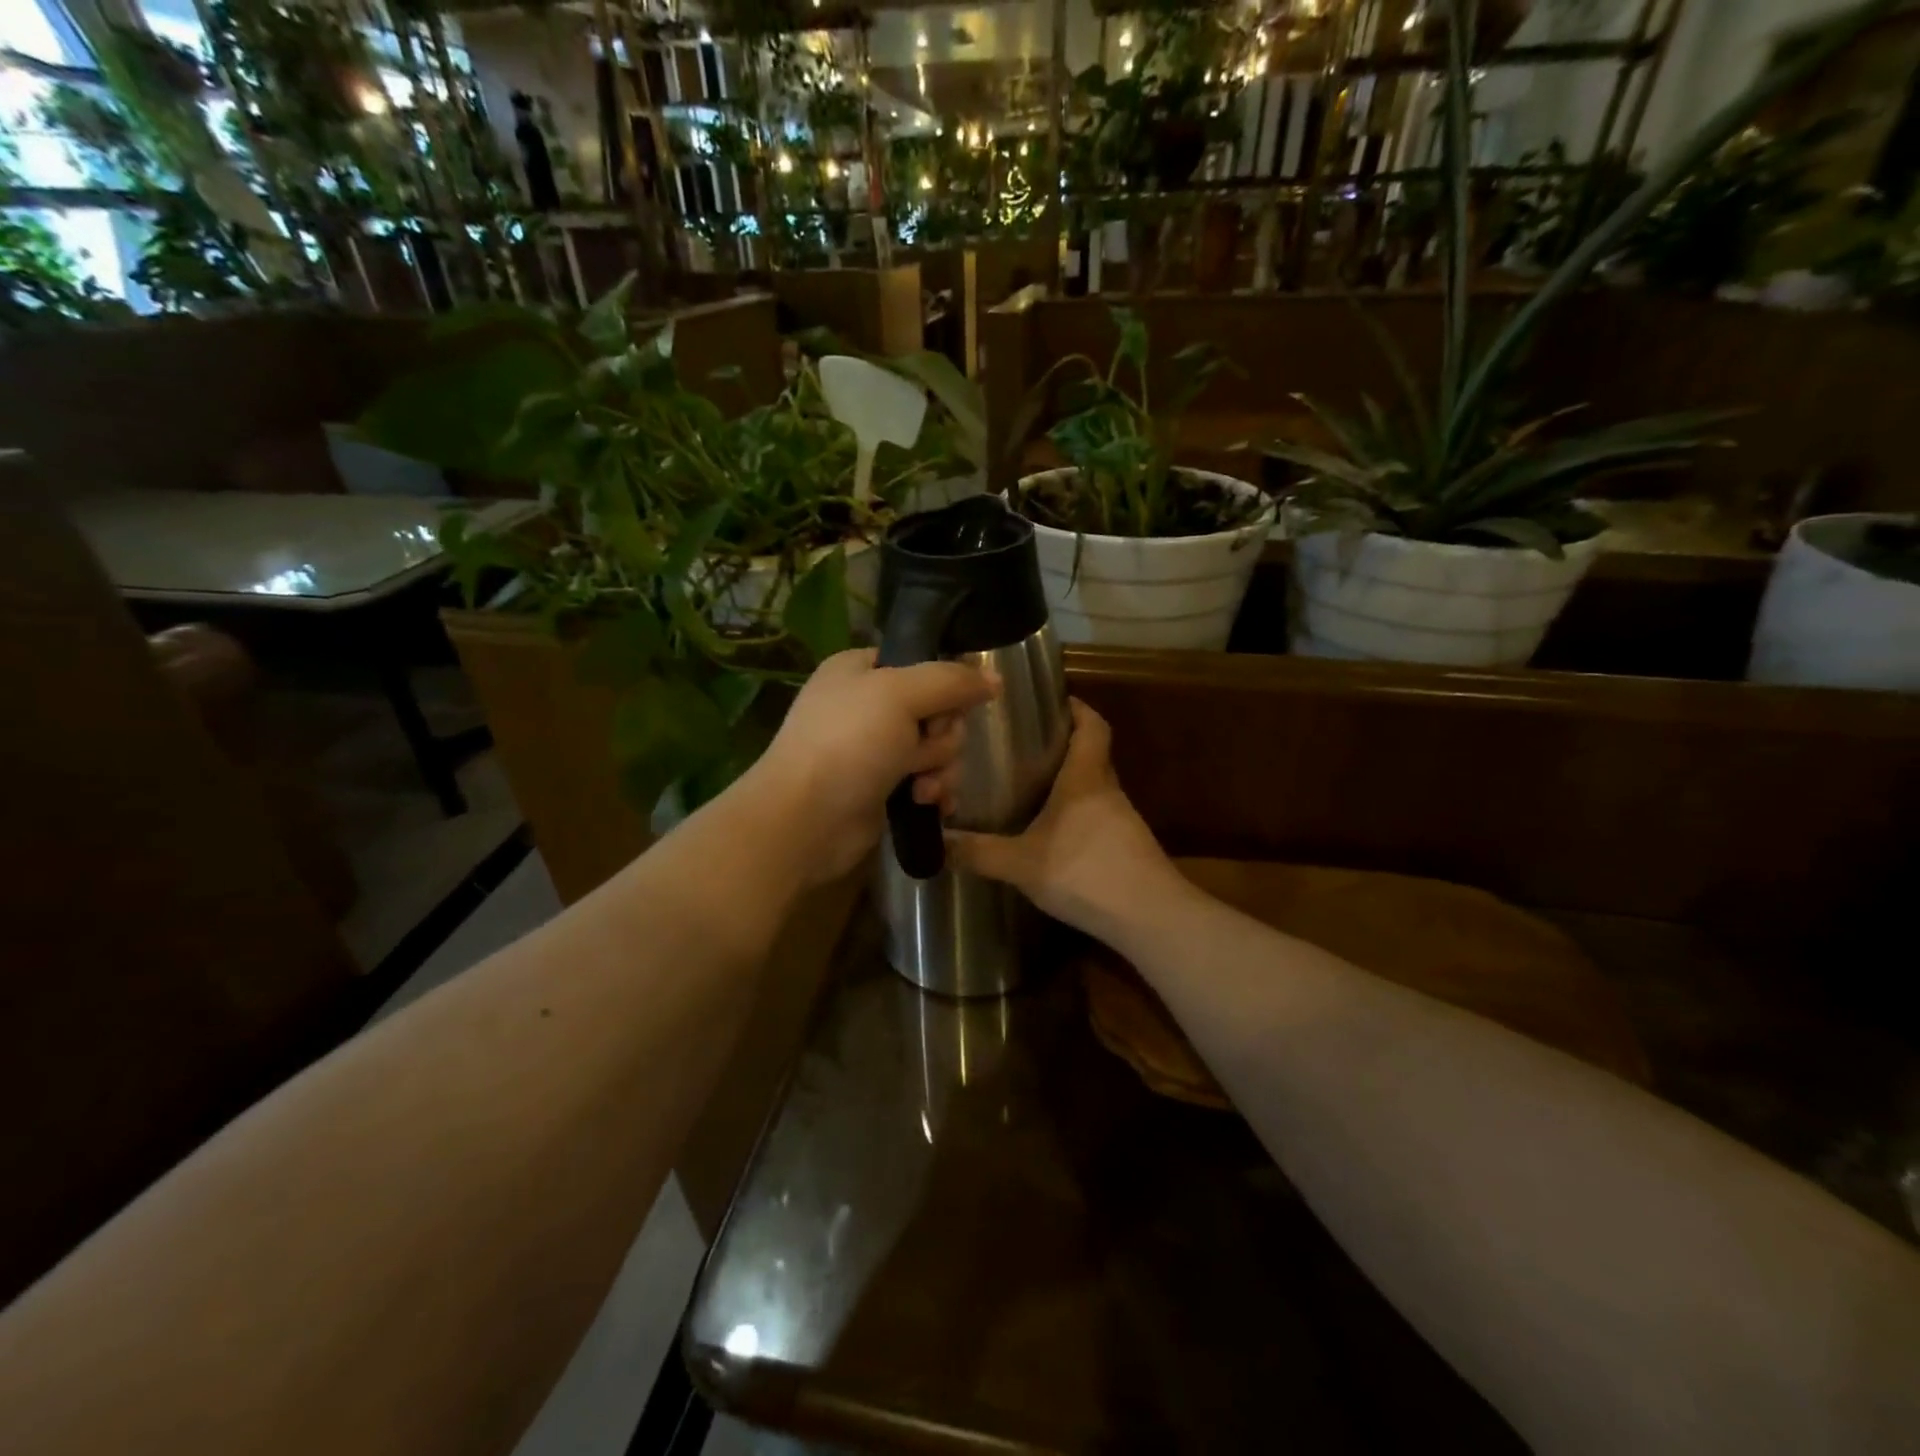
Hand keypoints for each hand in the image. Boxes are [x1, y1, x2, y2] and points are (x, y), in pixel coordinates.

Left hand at [749, 648, 995, 884]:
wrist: (806, 820)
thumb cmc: (848, 744)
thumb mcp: (900, 694)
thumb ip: (951, 681)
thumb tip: (995, 681)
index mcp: (861, 670)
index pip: (921, 663)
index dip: (942, 685)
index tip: (947, 705)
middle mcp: (868, 706)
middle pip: (938, 709)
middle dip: (941, 736)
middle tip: (922, 750)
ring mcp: (875, 750)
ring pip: (938, 749)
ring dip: (940, 768)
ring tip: (921, 787)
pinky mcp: (884, 789)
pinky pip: (929, 781)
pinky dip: (935, 792)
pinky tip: (929, 804)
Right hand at [946, 700, 1182, 936]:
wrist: (1149, 918)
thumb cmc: (1086, 873)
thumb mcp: (1021, 864)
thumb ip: (978, 852)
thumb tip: (936, 842)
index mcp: (1086, 779)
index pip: (1092, 726)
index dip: (1077, 708)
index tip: (1052, 702)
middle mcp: (1108, 791)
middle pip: (1092, 755)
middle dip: (1063, 746)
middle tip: (1023, 747)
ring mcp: (1123, 821)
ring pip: (1094, 789)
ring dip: (1069, 784)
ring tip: (1031, 789)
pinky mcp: (1128, 848)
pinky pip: (1099, 818)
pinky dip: (1077, 816)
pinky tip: (1054, 836)